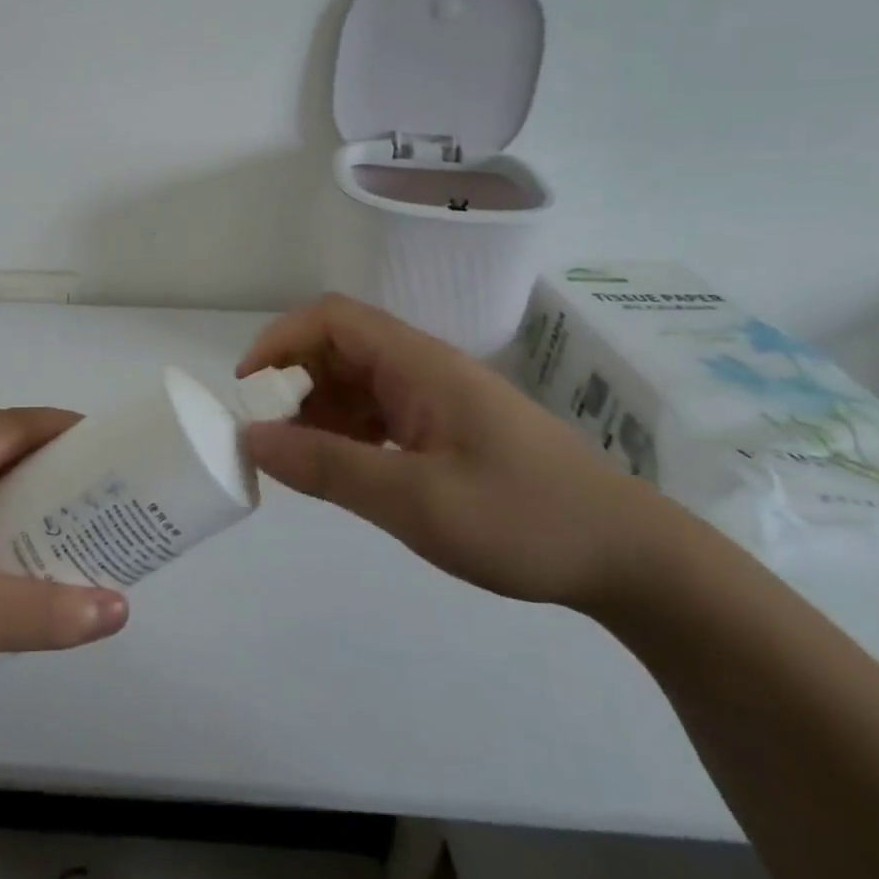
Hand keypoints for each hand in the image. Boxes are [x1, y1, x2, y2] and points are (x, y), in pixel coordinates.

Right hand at [239, 295, 680, 610]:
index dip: (280, 340)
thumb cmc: (524, 520)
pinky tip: (339, 467)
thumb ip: (329, 467)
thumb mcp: (416, 501)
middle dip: (291, 380)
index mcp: (418, 365)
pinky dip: (344, 431)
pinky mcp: (445, 428)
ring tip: (294, 457)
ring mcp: (435, 398)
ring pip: (355, 381)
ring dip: (315, 408)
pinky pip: (377, 413)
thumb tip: (252, 439)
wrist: (629, 559)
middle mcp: (422, 369)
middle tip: (265, 433)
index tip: (248, 389)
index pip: (331, 319)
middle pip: (338, 347)